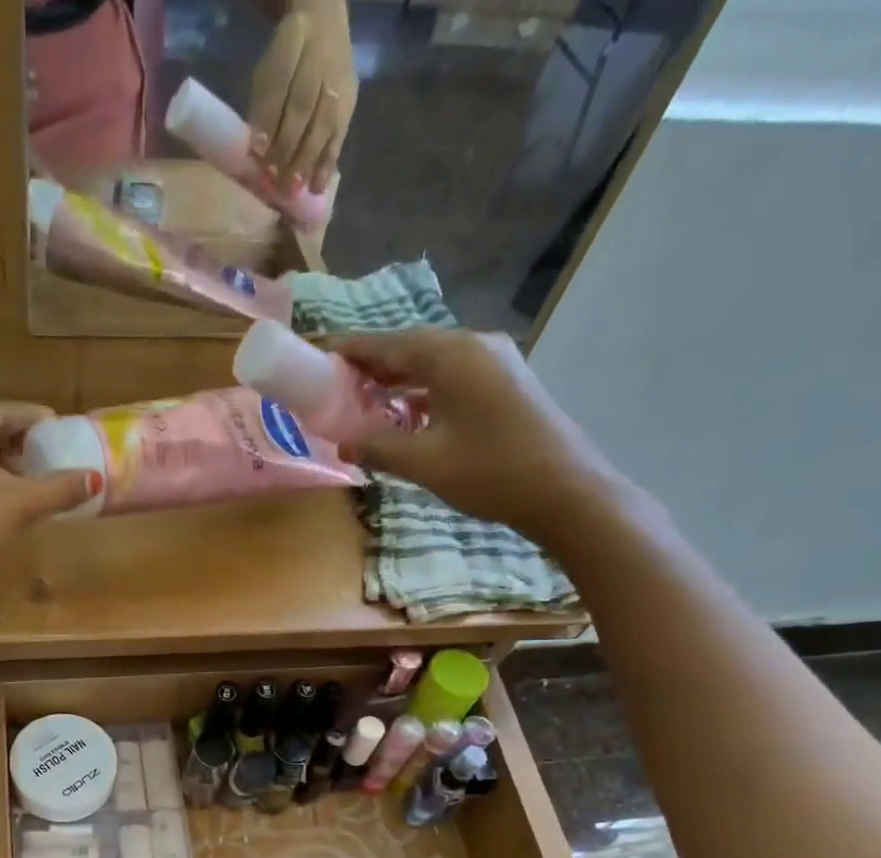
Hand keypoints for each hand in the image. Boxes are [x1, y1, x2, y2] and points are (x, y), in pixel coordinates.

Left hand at [248, 1, 356, 195]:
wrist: (324, 27)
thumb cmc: (286, 63)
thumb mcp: (267, 71)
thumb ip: (262, 105)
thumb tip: (256, 149)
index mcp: (293, 41)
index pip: (280, 81)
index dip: (269, 117)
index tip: (257, 149)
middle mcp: (321, 59)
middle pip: (303, 106)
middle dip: (287, 146)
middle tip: (274, 179)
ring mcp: (339, 81)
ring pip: (323, 123)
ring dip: (307, 161)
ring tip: (293, 190)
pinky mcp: (350, 103)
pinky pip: (339, 135)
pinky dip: (327, 164)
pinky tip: (316, 187)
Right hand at [335, 329, 642, 545]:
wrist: (565, 491)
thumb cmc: (491, 472)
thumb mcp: (424, 462)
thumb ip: (377, 446)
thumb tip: (342, 441)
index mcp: (452, 356)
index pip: (387, 343)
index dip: (348, 349)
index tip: (315, 354)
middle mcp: (474, 346)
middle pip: (409, 347)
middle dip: (369, 365)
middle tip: (331, 385)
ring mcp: (494, 363)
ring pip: (431, 363)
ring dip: (395, 379)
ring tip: (359, 400)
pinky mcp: (504, 384)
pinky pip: (450, 377)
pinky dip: (420, 391)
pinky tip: (403, 413)